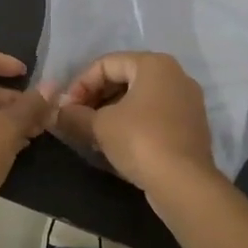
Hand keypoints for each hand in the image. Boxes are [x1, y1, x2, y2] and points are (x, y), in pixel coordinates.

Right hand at [55, 51, 221, 194]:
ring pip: (140, 98)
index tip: (66, 108)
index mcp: (154, 64)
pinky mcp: (191, 126)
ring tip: (92, 132)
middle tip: (77, 119)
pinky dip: (132, 123)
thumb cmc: (140, 141)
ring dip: (112, 112)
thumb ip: (74, 115)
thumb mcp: (99, 126)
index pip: (106, 64)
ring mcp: (187, 101)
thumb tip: (56, 113)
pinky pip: (154, 115)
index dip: (80, 84)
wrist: (184, 184)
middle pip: (124, 78)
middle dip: (95, 98)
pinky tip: (116, 143)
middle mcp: (175, 75)